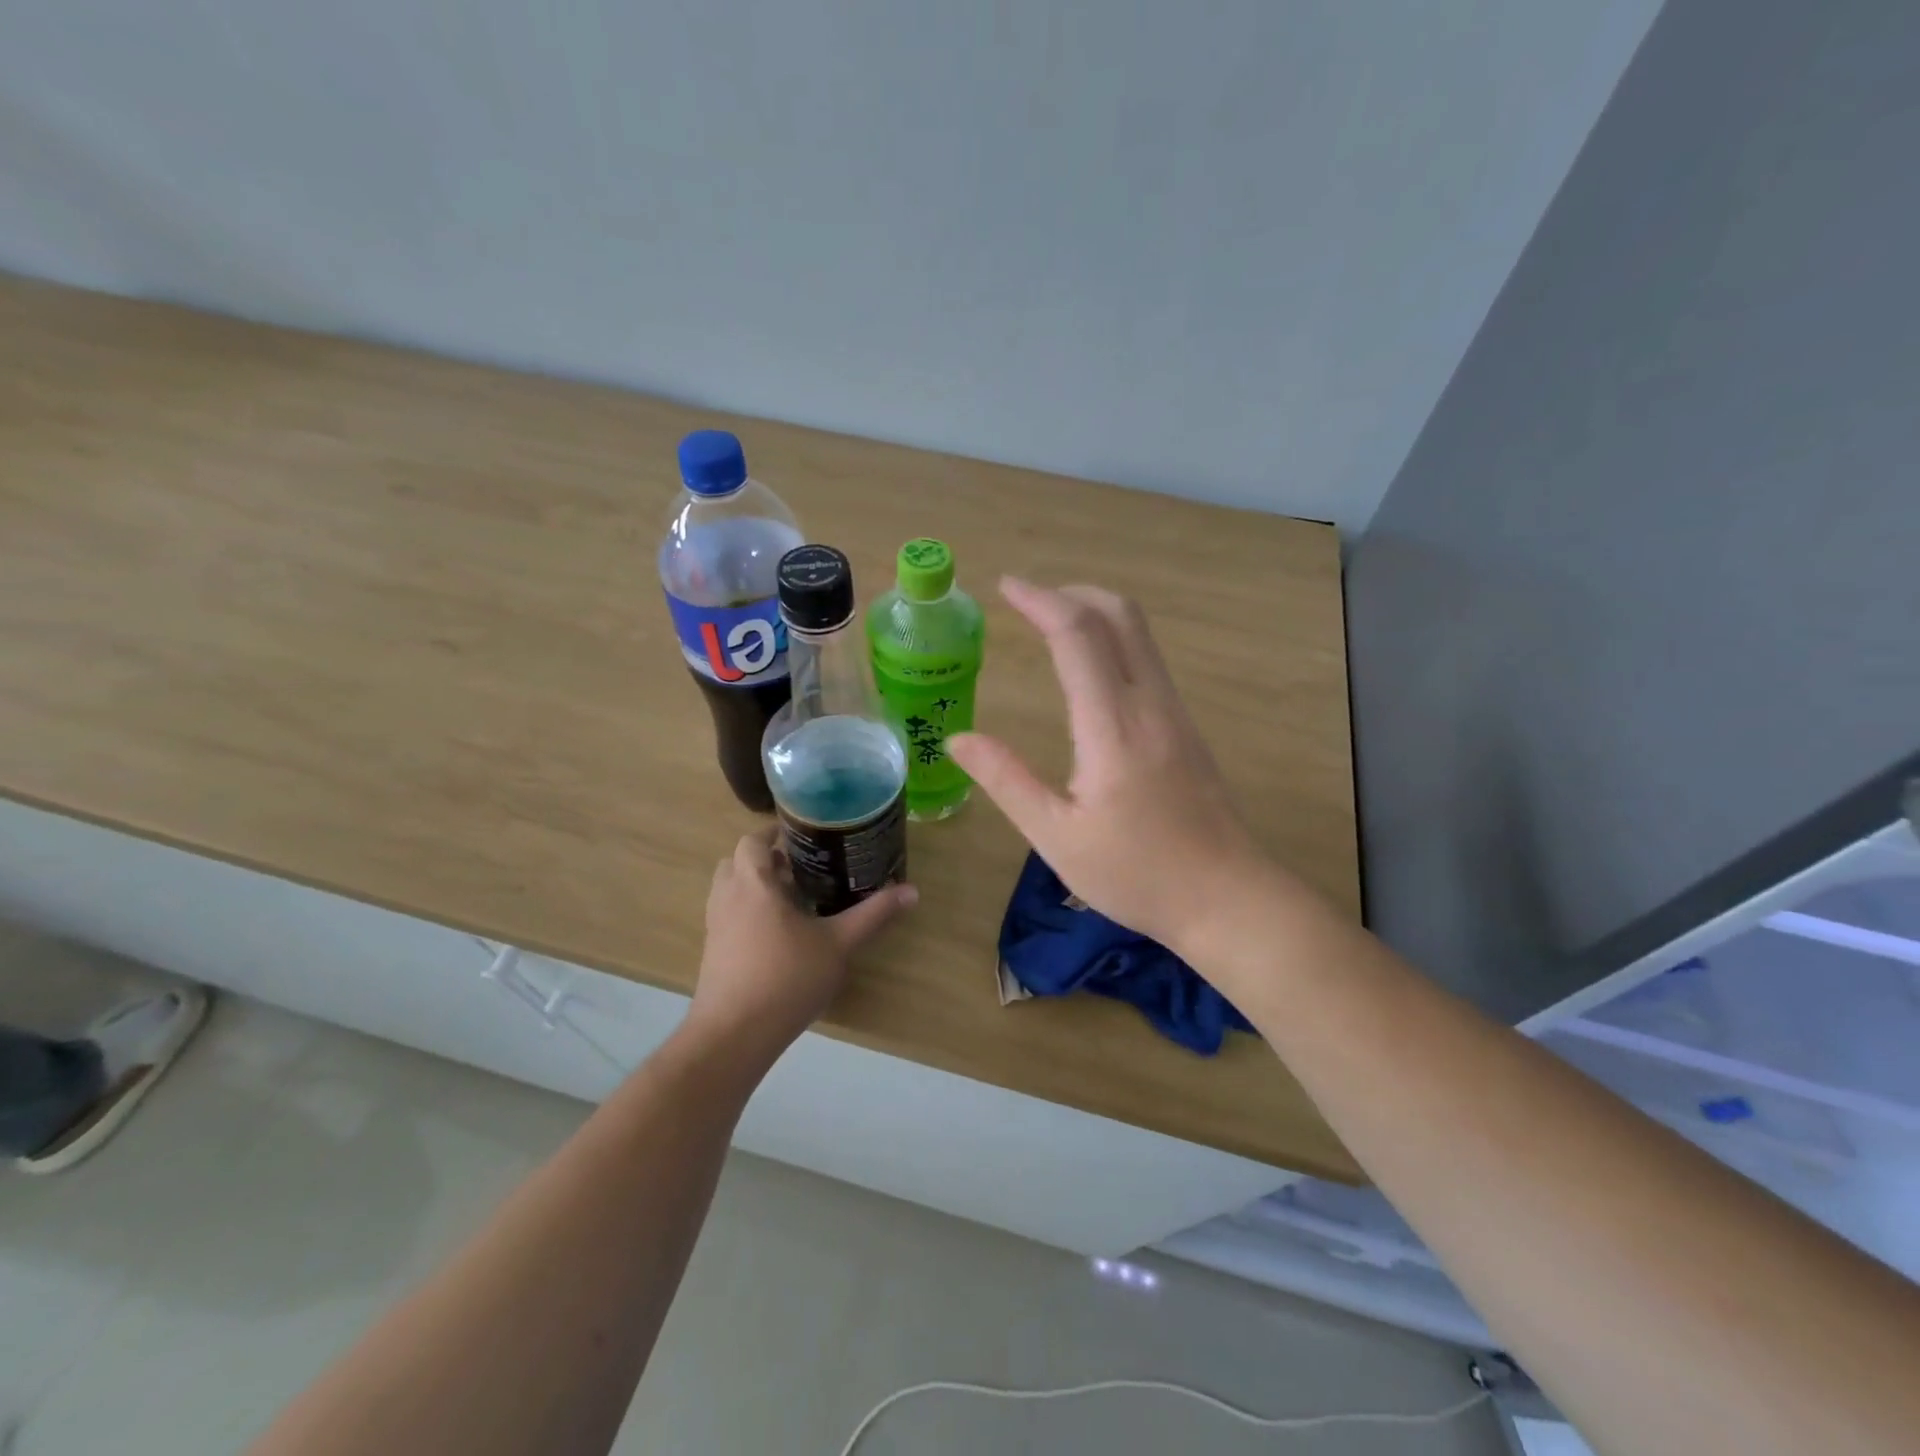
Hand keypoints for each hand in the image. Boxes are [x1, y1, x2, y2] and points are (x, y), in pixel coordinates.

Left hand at [685, 828, 916, 1062]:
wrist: (733, 1035)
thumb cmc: (786, 978)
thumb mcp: (838, 944)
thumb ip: (873, 914)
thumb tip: (912, 890)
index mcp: (753, 883)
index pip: (753, 840)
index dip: (774, 833)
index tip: (804, 837)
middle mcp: (727, 897)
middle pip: (738, 862)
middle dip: (767, 860)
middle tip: (802, 868)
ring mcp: (715, 925)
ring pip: (731, 890)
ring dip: (756, 886)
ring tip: (794, 900)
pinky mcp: (713, 951)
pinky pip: (729, 915)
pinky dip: (749, 912)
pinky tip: (779, 935)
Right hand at [947, 578, 1272, 956]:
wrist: (1228, 898)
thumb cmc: (1137, 874)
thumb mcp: (1057, 837)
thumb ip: (1007, 780)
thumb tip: (959, 739)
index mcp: (1113, 726)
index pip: (1077, 635)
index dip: (1040, 600)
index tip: (1006, 586)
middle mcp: (1150, 704)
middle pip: (1119, 615)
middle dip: (1072, 592)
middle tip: (1028, 599)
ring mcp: (1175, 713)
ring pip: (1140, 634)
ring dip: (1095, 612)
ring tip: (1052, 622)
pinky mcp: (1186, 727)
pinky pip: (1148, 660)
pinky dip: (1114, 639)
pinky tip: (1091, 666)